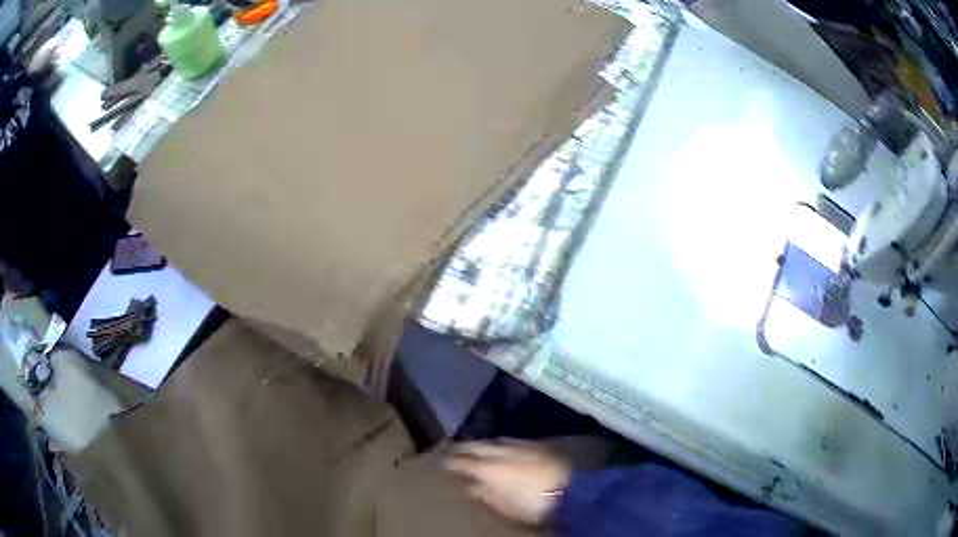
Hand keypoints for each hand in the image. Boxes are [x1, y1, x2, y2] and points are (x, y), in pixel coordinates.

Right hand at [444, 441, 571, 524]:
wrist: (574, 489)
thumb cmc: (534, 504)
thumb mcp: (505, 506)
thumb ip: (486, 495)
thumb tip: (472, 487)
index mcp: (488, 467)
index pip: (461, 460)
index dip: (449, 461)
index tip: (440, 462)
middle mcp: (501, 450)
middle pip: (476, 445)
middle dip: (463, 447)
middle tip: (452, 449)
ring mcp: (521, 444)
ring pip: (494, 441)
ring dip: (483, 444)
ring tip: (475, 448)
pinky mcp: (537, 443)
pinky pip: (511, 441)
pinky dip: (501, 444)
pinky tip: (502, 449)